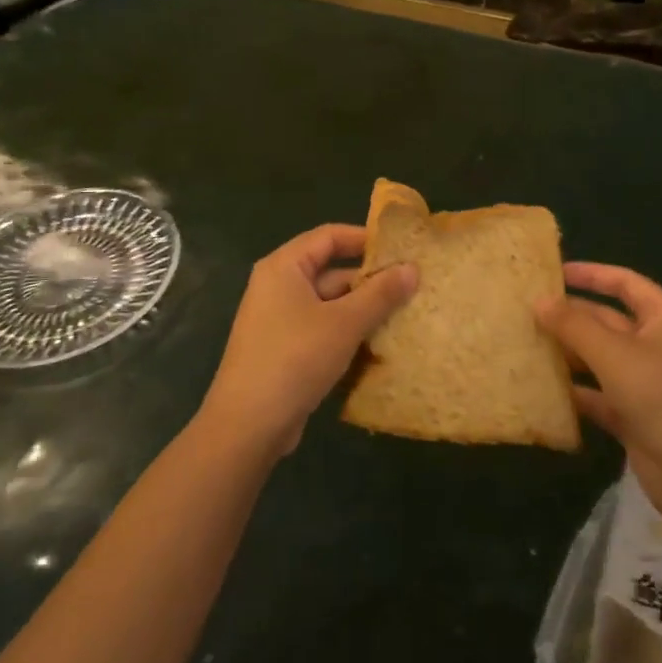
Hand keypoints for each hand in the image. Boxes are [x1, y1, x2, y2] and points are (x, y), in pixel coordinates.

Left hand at [199, 224, 416, 457]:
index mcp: (284, 267)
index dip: (365, 239)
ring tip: (405, 315)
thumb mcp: (345, 323)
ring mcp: (279, 320)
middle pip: (330, 271)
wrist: (248, 425)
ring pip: (329, 304)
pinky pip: (322, 329)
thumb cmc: (295, 358)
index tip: (401, 249)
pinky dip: (347, 333)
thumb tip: (413, 268)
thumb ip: (380, 294)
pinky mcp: (284, 350)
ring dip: (362, 310)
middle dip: (369, 280)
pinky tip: (379, 346)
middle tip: (412, 287)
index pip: (329, 236)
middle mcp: (278, 286)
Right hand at [537, 263, 661, 530]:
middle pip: (608, 320)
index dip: (591, 274)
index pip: (625, 283)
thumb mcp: (614, 354)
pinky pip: (598, 394)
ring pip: (599, 358)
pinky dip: (574, 391)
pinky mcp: (634, 416)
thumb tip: (539, 300)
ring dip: (568, 352)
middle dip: (571, 316)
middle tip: (527, 311)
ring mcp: (646, 383)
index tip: (553, 273)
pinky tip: (541, 388)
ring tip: (526, 343)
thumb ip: (573, 325)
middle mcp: (656, 345)